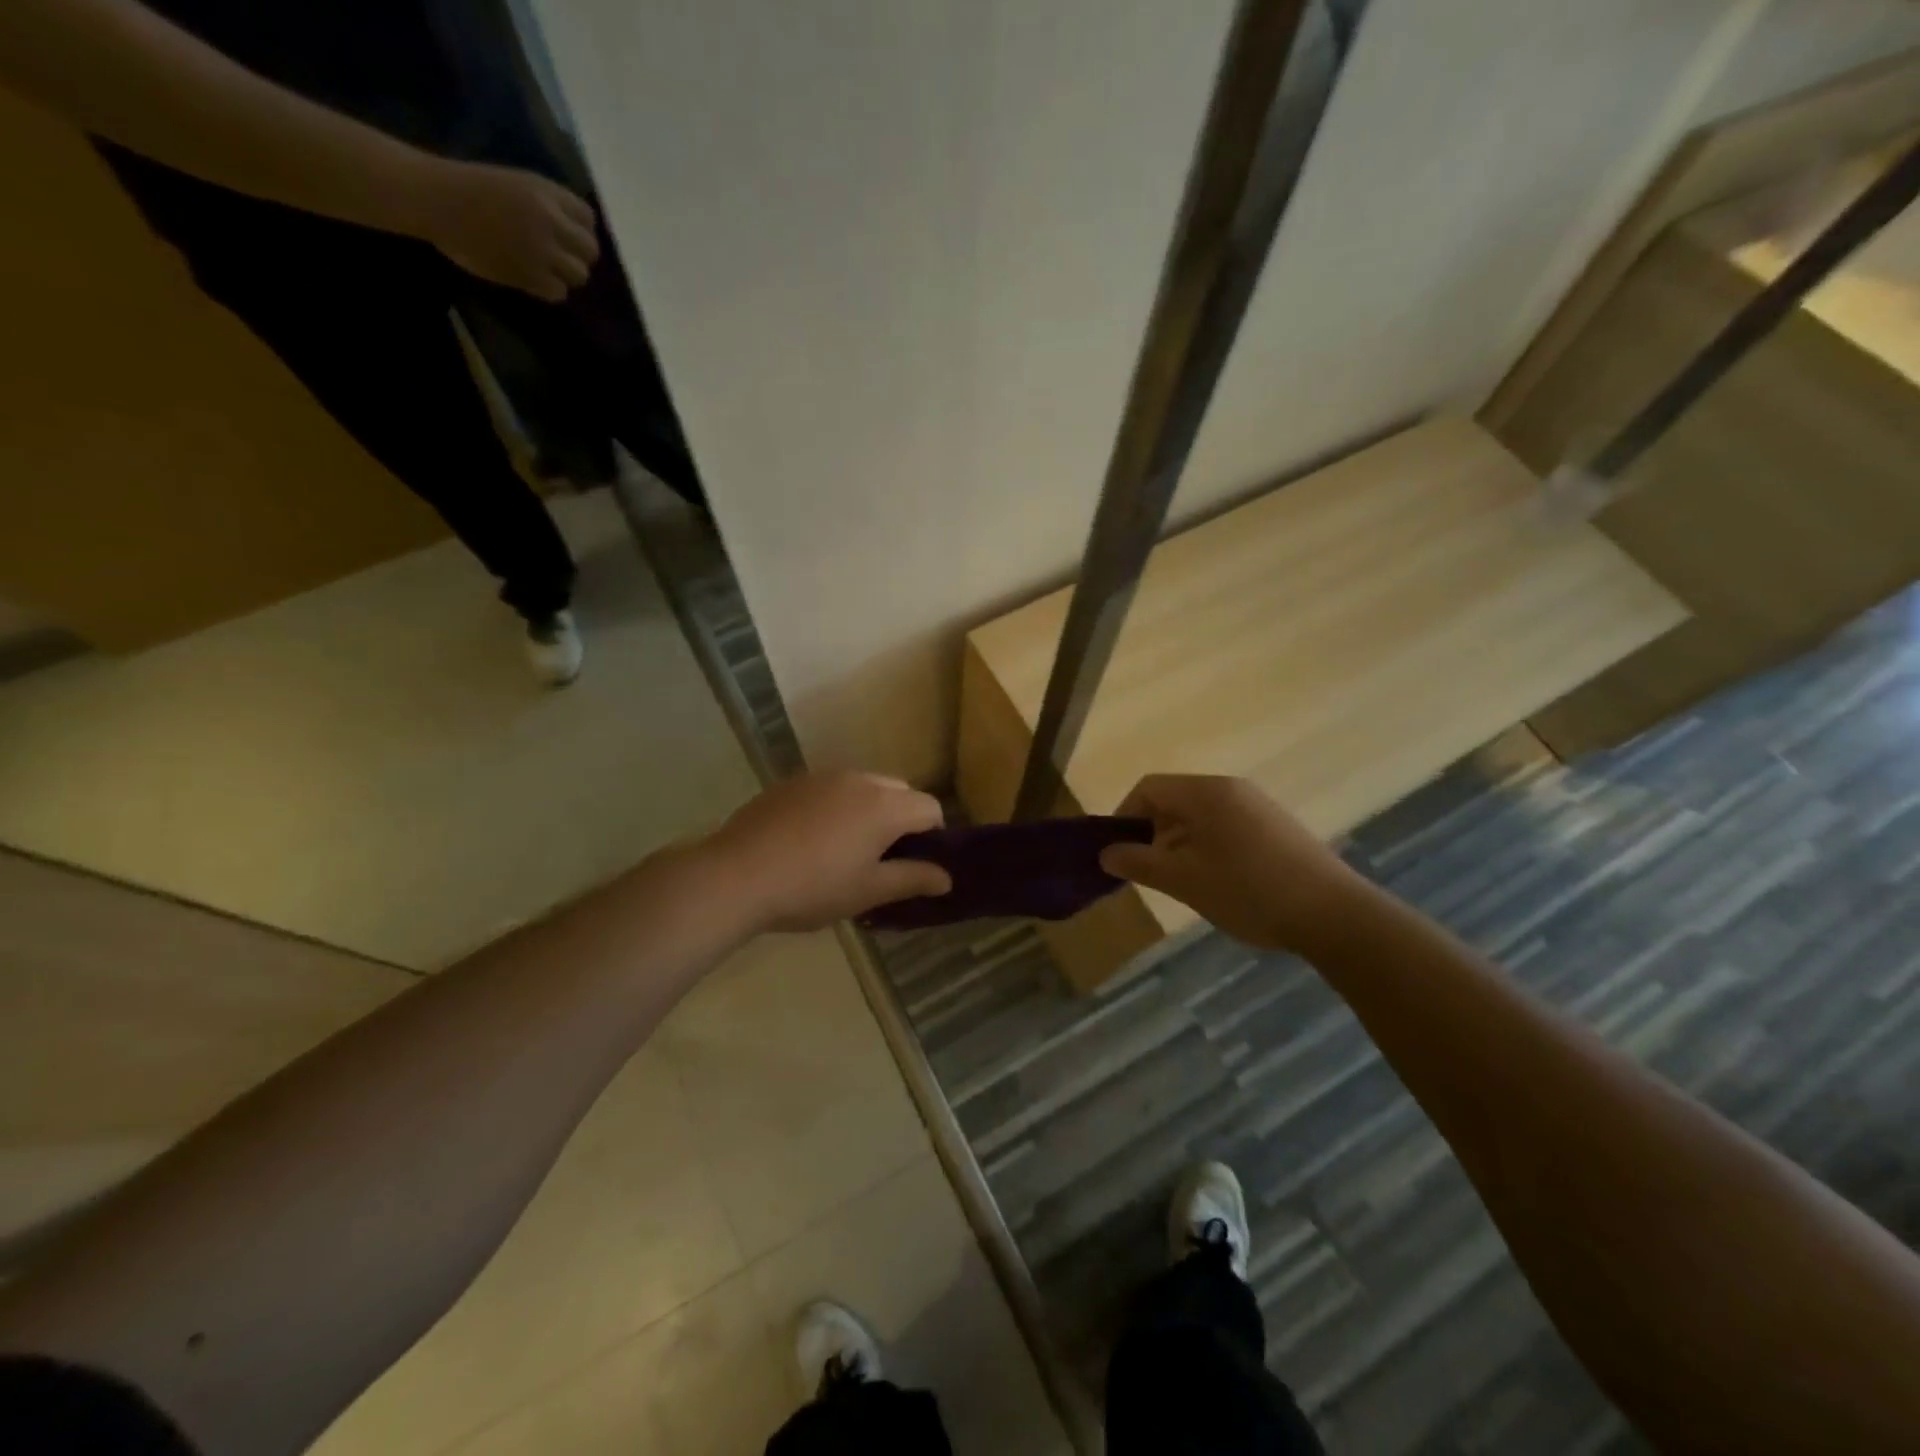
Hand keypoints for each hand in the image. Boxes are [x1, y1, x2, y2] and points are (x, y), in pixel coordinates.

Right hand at [416, 160, 598, 300]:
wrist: (433, 199)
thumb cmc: (468, 187)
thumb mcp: (515, 184)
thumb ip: (547, 205)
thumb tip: (571, 233)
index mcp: (546, 192)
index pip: (587, 219)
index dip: (581, 231)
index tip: (568, 237)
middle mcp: (550, 220)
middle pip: (590, 251)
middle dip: (578, 256)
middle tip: (559, 258)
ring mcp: (542, 249)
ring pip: (579, 275)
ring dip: (566, 275)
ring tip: (546, 270)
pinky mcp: (530, 274)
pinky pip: (558, 292)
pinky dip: (549, 289)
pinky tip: (532, 279)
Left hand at [705, 771, 951, 932]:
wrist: (737, 875)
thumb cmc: (813, 887)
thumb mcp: (868, 891)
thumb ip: (912, 879)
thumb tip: (946, 878)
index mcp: (885, 806)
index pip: (930, 808)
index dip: (933, 836)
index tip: (915, 864)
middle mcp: (860, 779)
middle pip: (899, 791)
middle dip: (901, 819)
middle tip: (882, 858)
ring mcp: (823, 776)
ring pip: (864, 786)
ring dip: (868, 809)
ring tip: (845, 848)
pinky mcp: (792, 781)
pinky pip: (830, 788)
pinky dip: (836, 806)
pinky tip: (811, 839)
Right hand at [1098, 775, 1364, 953]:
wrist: (1334, 915)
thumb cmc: (1248, 891)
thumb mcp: (1184, 880)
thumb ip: (1140, 863)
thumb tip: (1105, 854)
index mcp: (1206, 793)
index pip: (1148, 788)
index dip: (1124, 817)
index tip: (1118, 853)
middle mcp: (1231, 789)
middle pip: (1174, 799)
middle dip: (1152, 833)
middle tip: (1148, 872)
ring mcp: (1257, 806)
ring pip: (1200, 815)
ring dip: (1179, 843)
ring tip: (1182, 882)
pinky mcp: (1276, 827)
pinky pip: (1225, 826)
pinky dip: (1206, 847)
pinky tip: (1217, 882)